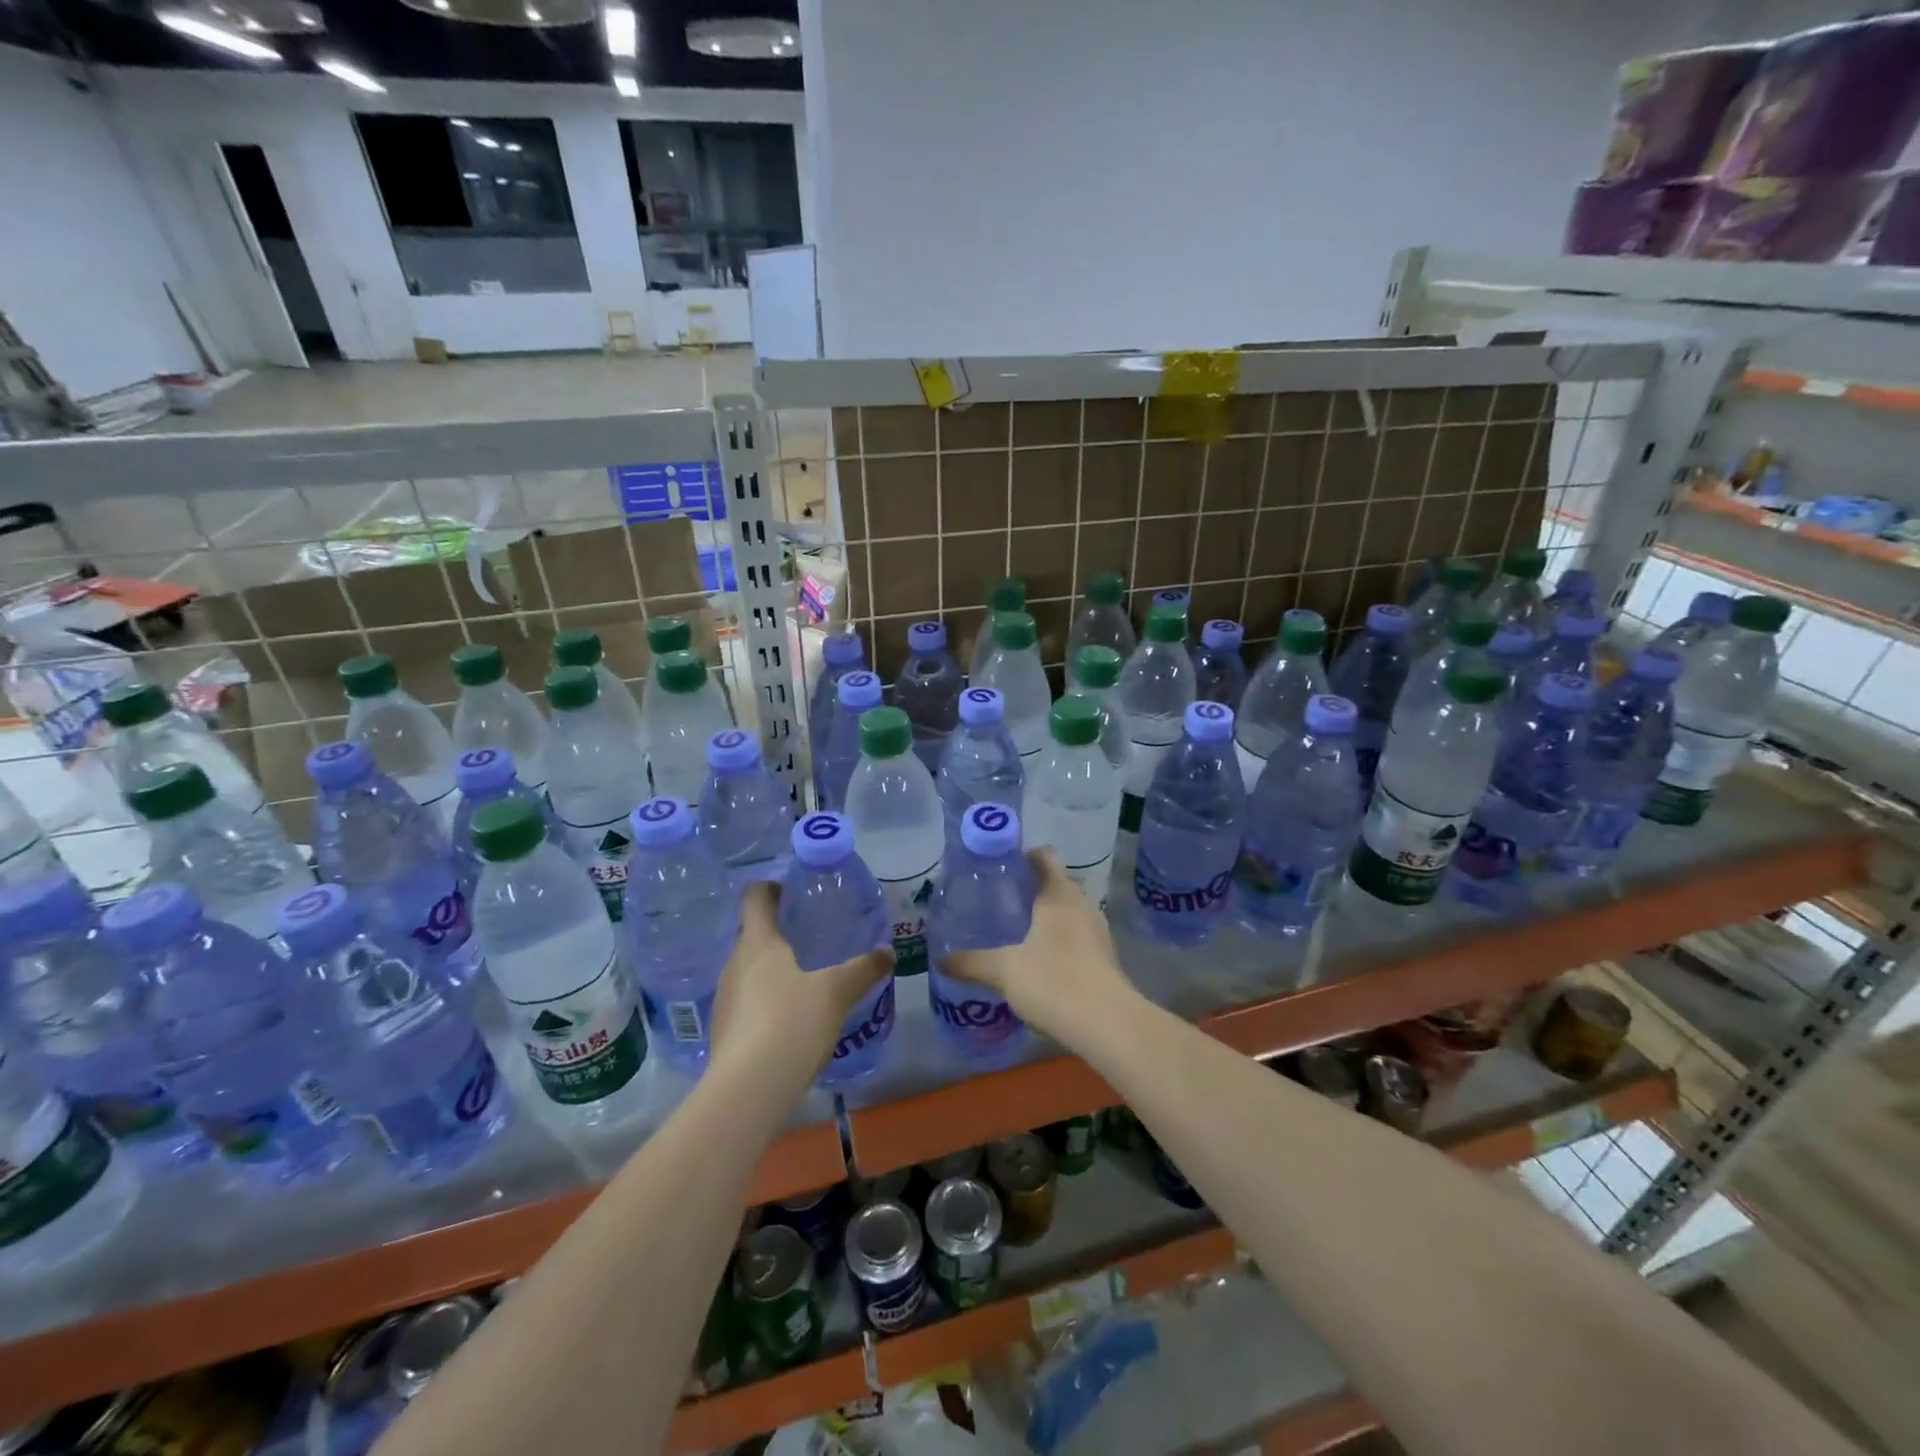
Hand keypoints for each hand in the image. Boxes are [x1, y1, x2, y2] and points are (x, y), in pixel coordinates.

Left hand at [708, 882, 891, 1091]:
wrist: (749, 1089)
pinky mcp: (722, 1031)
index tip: (791, 890)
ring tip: (803, 977)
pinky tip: (788, 1018)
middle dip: (776, 932)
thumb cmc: (792, 1022)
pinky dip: (764, 1000)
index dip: (770, 887)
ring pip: (747, 970)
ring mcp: (724, 999)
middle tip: (808, 936)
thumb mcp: (837, 992)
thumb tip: (888, 952)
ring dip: (769, 968)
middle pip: (751, 934)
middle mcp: (734, 963)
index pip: (755, 897)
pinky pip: (745, 1002)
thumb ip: (863, 969)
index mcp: (758, 942)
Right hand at [942, 850, 1132, 1042]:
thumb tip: (940, 960)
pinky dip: (1057, 941)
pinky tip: (1037, 962)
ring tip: (1014, 930)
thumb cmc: (1054, 981)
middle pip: (1056, 883)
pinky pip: (1076, 937)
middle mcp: (1082, 905)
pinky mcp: (1104, 959)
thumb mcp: (1004, 970)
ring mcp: (1097, 932)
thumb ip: (971, 962)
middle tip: (998, 901)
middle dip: (1030, 889)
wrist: (1108, 1025)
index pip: (1044, 856)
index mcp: (1059, 894)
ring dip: (1045, 917)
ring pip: (1067, 912)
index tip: (997, 867)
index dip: (1021, 856)